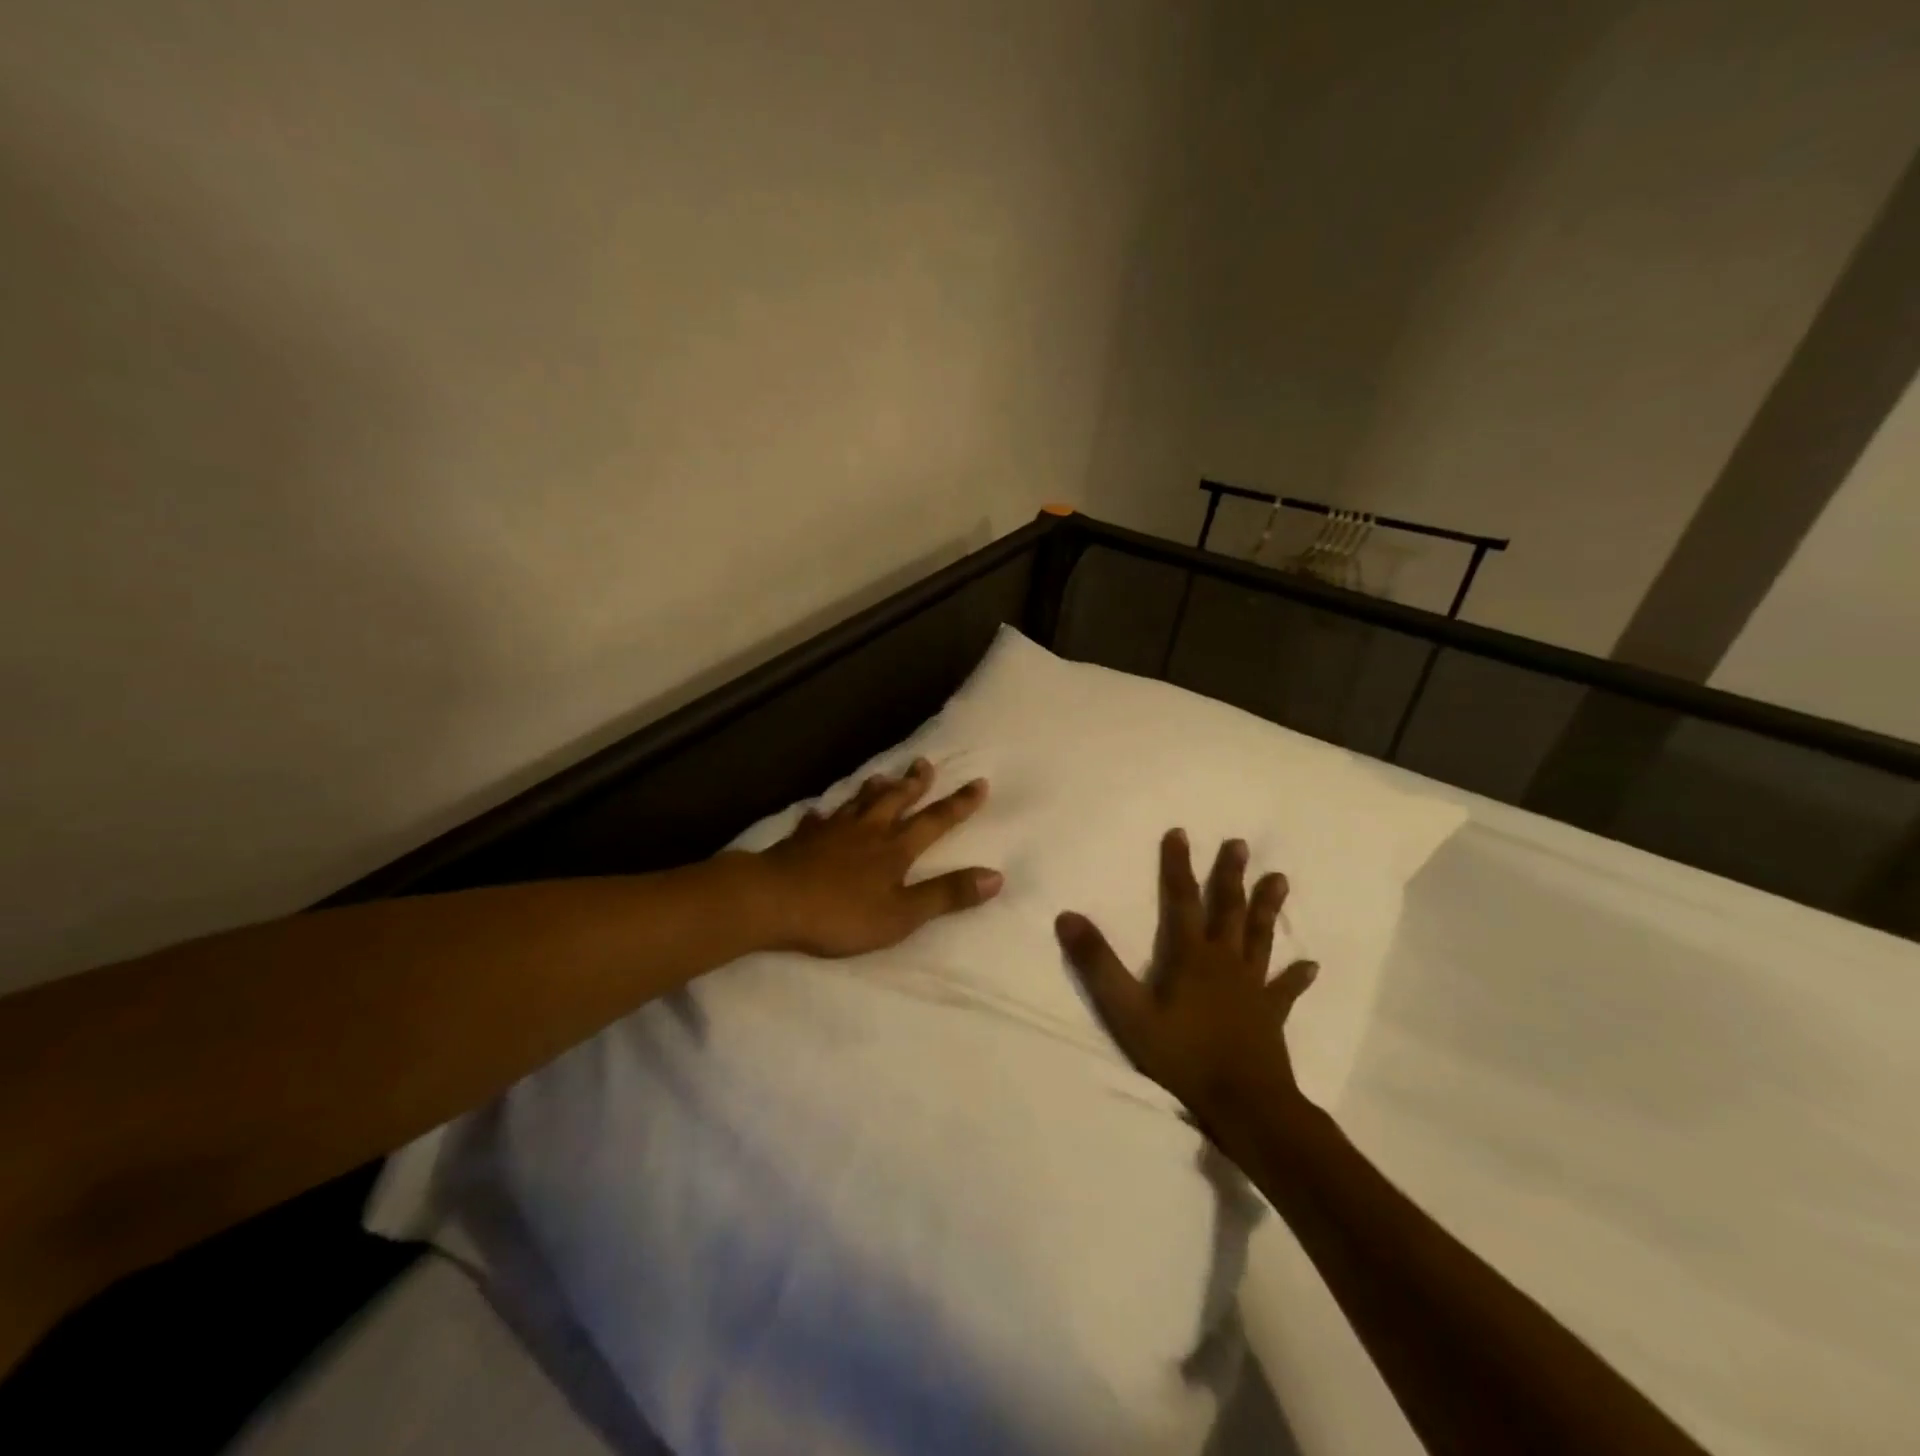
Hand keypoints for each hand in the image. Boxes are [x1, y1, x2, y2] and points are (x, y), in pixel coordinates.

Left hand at [748, 758, 1002, 957]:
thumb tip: (996, 876)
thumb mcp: (902, 914)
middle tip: (925, 763)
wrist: (774, 901)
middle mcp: (868, 830)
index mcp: (895, 848)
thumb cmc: (841, 913)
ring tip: (883, 776)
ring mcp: (832, 831)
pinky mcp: (803, 839)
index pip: (935, 821)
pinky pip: (818, 820)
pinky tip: (821, 812)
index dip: (959, 804)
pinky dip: (825, 814)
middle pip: (896, 800)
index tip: (978, 782)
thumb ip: (946, 895)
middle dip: (915, 783)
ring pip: (859, 802)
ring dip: (875, 789)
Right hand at [1055, 829, 1318, 1133]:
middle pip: (1228, 910)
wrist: (1244, 1104)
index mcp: (1191, 957)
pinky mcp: (1270, 1015)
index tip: (1180, 833)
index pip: (1182, 900)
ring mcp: (1252, 988)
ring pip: (1260, 938)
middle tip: (1240, 844)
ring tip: (1280, 879)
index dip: (1178, 866)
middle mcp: (1225, 962)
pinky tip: (1312, 965)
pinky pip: (1285, 990)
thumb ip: (1098, 964)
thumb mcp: (1127, 1011)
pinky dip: (1297, 977)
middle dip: (1230, 876)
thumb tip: (1068, 916)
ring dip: (1267, 908)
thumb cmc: (1182, 1055)